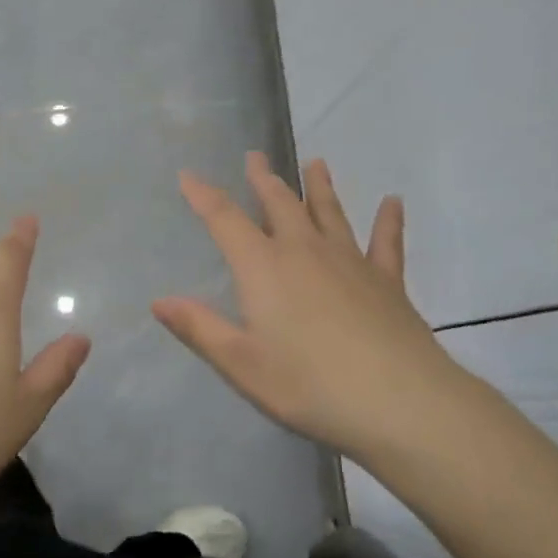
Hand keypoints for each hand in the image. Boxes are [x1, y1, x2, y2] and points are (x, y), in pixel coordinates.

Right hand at [152, 154, 481, 461]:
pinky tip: (393, 202)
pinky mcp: (387, 280)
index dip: (204, 195)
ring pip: (330, 213)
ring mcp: (350, 261)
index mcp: (264, 267)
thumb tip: (158, 300)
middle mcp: (305, 251)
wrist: (398, 400)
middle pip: (280, 204)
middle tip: (255, 156)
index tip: (188, 174)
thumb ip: (200, 328)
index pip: (225, 220)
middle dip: (264, 180)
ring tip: (315, 163)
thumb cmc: (309, 385)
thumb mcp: (241, 364)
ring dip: (319, 187)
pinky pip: (386, 241)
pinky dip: (388, 220)